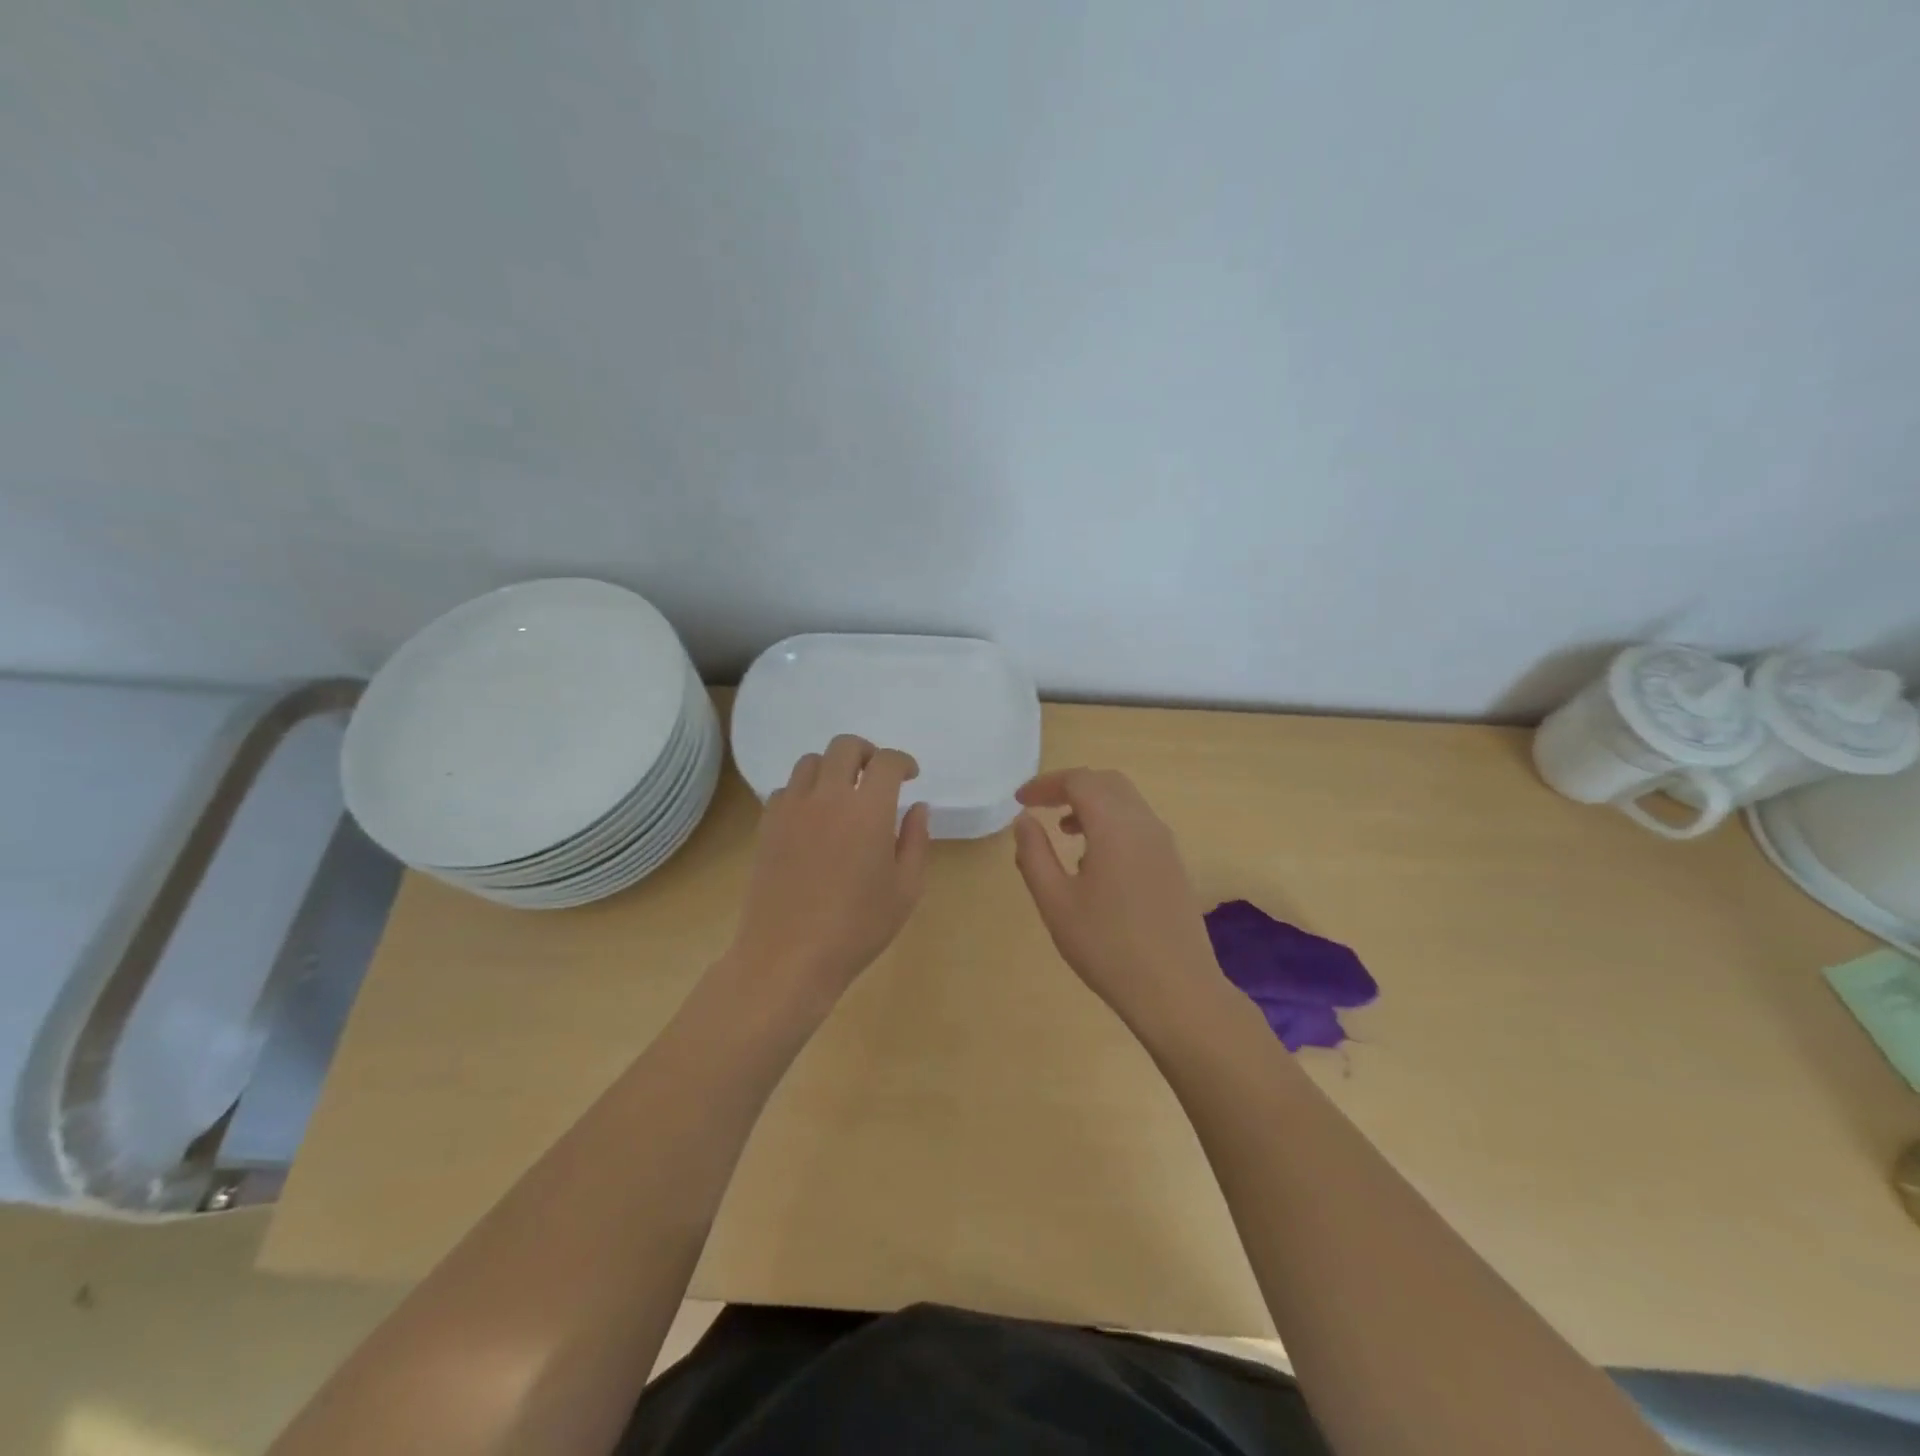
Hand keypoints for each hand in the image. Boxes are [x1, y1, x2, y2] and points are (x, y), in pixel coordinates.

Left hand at [728, 734, 930, 1002]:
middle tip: (877, 777)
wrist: (788, 956)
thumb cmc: (857, 928)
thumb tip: (917, 807)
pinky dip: (804, 791)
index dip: (903, 762)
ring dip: (833, 768)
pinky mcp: (767, 825)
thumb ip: (916, 841)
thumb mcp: (905, 890)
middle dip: (867, 753)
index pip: (887, 762)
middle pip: (845, 746)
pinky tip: (813, 818)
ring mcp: (792, 809)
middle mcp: (828, 797)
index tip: (910, 776)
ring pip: (810, 761)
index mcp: (868, 810)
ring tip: (843, 794)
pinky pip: (786, 789)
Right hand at [1012, 768, 1219, 1026]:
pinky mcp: (1174, 865)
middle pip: (1106, 782)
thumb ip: (1034, 854)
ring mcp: (1165, 844)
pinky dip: (1112, 822)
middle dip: (1070, 786)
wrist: (1177, 991)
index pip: (1079, 781)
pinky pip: (1139, 824)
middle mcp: (1145, 824)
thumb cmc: (1107, 946)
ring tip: (1064, 831)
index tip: (1020, 801)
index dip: (1045, 784)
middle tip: (1040, 806)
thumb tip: (1023, 820)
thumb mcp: (1056, 902)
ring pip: (1126, 802)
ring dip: (1093, 804)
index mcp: (1115, 826)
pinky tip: (1095, 860)